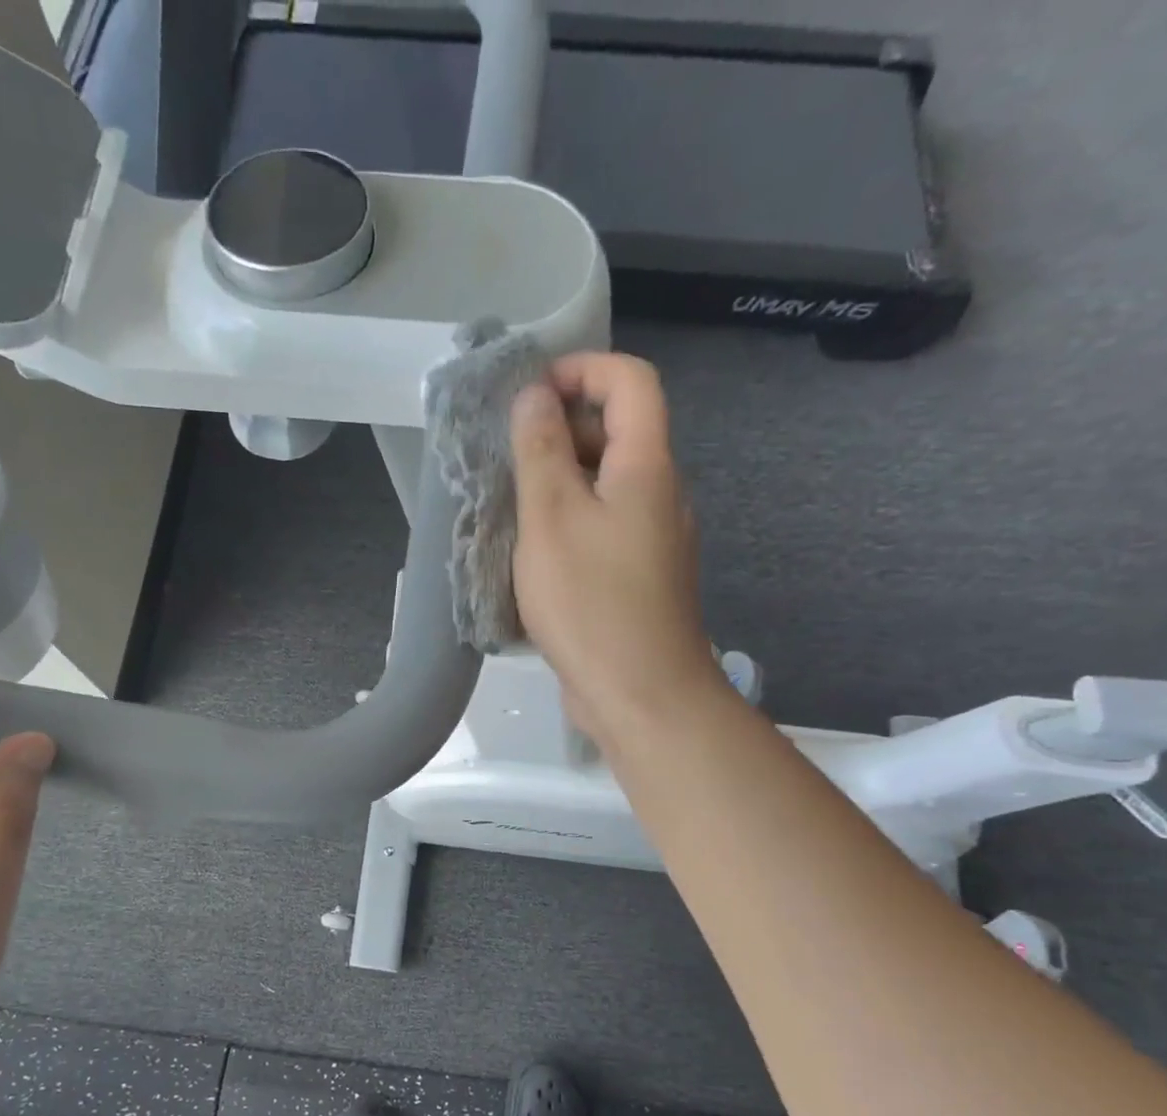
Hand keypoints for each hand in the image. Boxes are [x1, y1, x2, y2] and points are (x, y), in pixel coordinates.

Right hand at [510, 352, 725, 738]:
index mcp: (647, 467)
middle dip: (561, 430)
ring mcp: (653, 540)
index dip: (582, 369)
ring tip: (509, 508)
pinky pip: (604, 528)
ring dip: (559, 483)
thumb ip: (540, 451)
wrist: (640, 694)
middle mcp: (660, 494)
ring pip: (606, 486)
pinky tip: (532, 555)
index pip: (630, 381)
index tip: (529, 394)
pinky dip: (569, 524)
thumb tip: (534, 396)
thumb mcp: (551, 518)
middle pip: (617, 433)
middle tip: (507, 460)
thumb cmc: (591, 601)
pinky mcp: (638, 578)